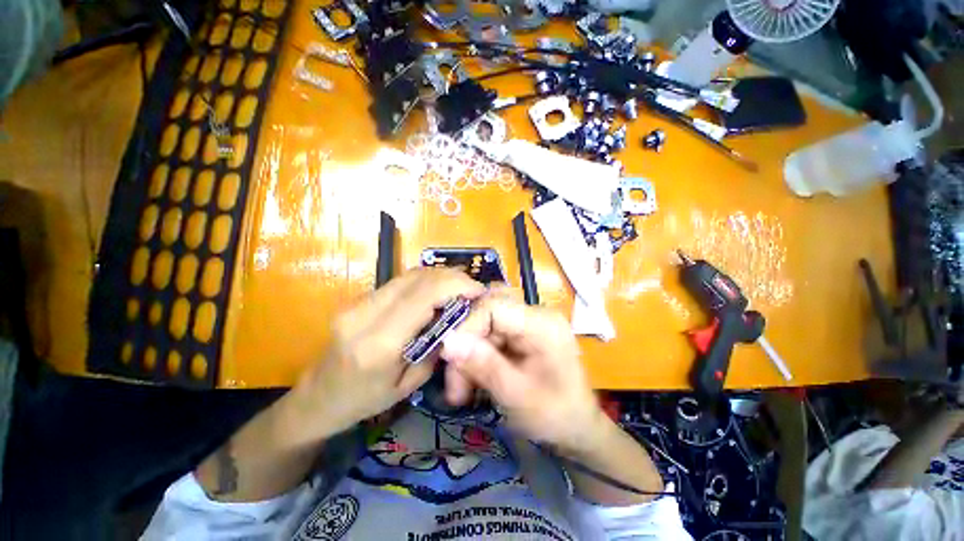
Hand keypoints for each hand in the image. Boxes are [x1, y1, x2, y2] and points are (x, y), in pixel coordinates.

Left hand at [282, 268, 484, 443]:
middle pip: (418, 277)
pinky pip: (400, 282)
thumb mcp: (410, 385)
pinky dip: (425, 282)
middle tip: (472, 287)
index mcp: (380, 342)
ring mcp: (358, 302)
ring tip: (458, 288)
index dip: (456, 285)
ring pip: (409, 274)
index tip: (478, 291)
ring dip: (439, 276)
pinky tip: (436, 293)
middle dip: (452, 276)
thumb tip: (458, 317)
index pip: (424, 294)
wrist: (317, 398)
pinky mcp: (358, 298)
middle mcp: (366, 313)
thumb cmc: (365, 401)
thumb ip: (435, 347)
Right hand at [440, 293, 606, 452]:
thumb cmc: (555, 415)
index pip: (493, 306)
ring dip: (469, 355)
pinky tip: (474, 381)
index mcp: (542, 323)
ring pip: (485, 327)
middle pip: (487, 315)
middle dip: (466, 346)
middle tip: (455, 384)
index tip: (449, 359)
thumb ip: (482, 364)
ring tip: (462, 391)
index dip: (467, 327)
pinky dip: (478, 357)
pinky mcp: (523, 333)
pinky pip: (491, 336)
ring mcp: (529, 322)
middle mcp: (535, 314)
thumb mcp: (515, 394)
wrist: (578, 428)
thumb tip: (447, 341)